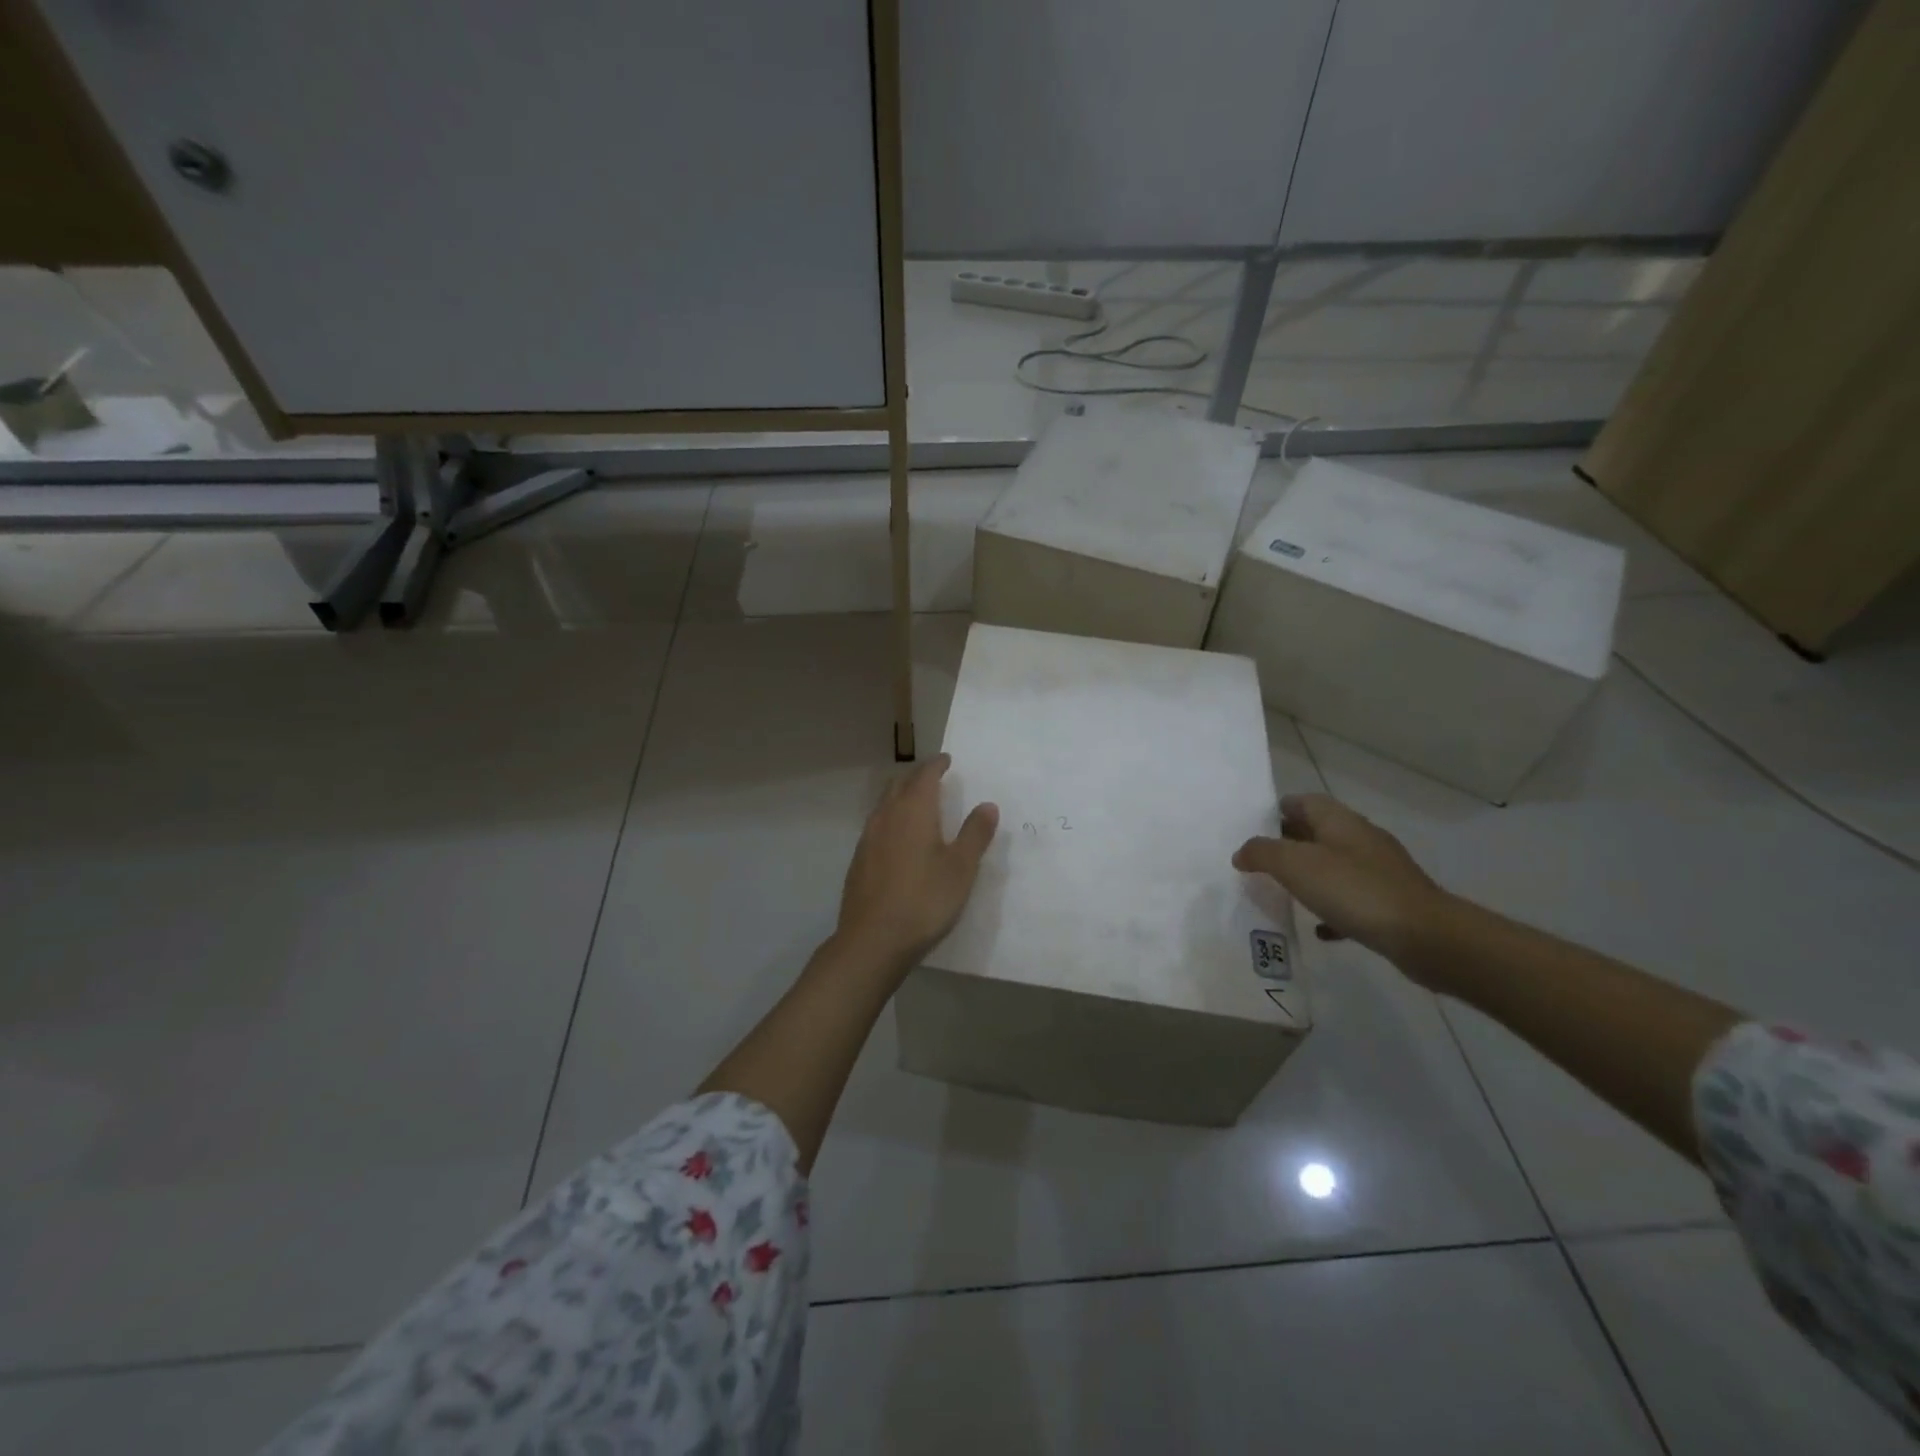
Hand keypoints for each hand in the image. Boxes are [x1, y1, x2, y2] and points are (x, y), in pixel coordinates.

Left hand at [835, 754, 998, 971]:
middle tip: (934, 778)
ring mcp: (868, 838)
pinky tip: (900, 839)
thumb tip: (987, 805)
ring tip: (919, 805)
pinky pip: (877, 826)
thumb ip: (975, 833)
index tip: (947, 760)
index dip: (937, 764)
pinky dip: (891, 819)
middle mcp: (886, 816)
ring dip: (901, 797)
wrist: (872, 939)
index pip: (924, 775)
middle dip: (917, 776)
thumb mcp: (960, 868)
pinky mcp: (859, 860)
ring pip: (885, 804)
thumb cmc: (924, 899)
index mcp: (913, 810)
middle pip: (899, 784)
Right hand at [1234, 794, 1449, 971]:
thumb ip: (1262, 853)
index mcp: (1339, 821)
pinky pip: (1351, 899)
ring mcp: (1378, 871)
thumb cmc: (1355, 890)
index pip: (1302, 801)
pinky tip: (1318, 928)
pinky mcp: (1389, 902)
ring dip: (1308, 876)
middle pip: (1316, 832)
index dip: (1276, 810)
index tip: (1251, 829)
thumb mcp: (1295, 865)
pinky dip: (1331, 908)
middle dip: (1287, 843)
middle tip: (1258, 862)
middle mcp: (1360, 839)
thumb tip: (1242, 852)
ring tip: (1281, 892)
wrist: (1425, 936)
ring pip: (1333, 865)